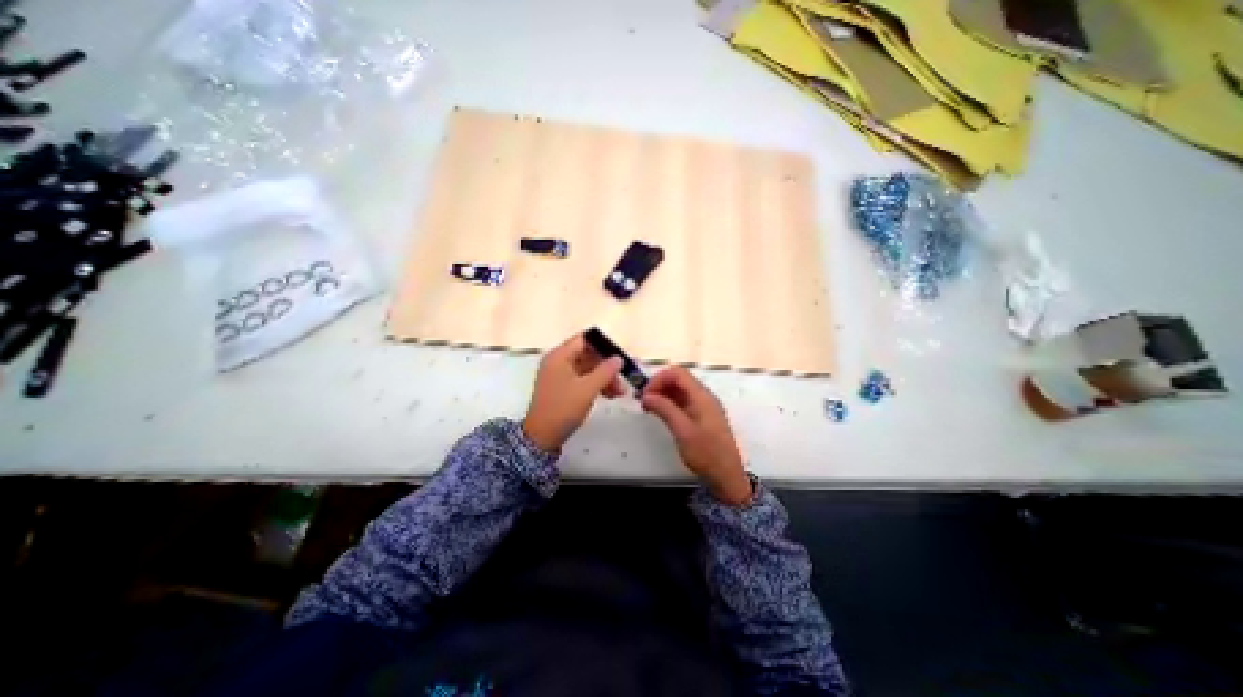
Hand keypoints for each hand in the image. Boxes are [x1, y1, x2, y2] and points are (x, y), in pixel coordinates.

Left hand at [519, 335, 627, 454]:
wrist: (542, 437)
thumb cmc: (563, 408)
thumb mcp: (587, 389)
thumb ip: (605, 371)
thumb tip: (619, 358)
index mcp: (560, 356)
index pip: (584, 340)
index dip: (603, 346)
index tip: (619, 357)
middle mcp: (558, 362)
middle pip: (587, 355)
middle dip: (607, 366)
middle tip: (623, 377)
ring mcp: (559, 376)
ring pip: (587, 369)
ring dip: (604, 377)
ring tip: (620, 392)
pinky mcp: (562, 389)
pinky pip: (583, 380)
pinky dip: (596, 385)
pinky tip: (609, 395)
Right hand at [640, 364, 745, 505]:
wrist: (727, 476)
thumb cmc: (706, 453)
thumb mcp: (682, 431)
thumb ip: (664, 409)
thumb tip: (646, 395)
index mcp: (701, 396)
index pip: (677, 373)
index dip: (659, 379)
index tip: (645, 394)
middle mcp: (703, 396)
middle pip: (678, 379)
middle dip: (659, 385)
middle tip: (643, 401)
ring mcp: (703, 406)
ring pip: (680, 390)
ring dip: (663, 394)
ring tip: (648, 407)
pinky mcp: (701, 416)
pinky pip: (683, 401)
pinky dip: (669, 403)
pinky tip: (660, 413)